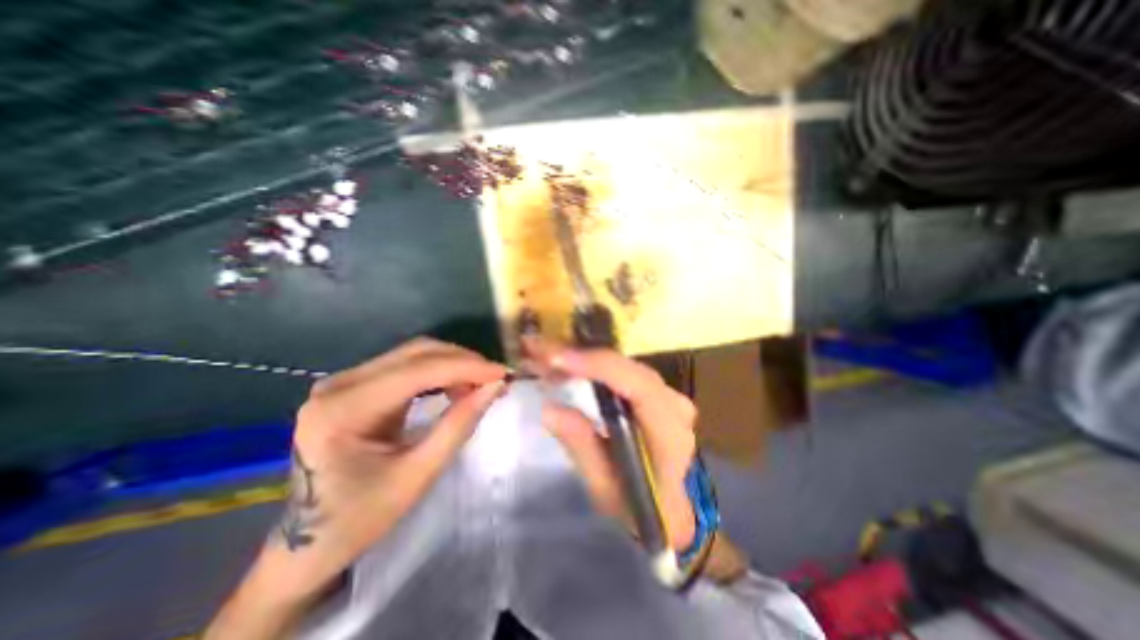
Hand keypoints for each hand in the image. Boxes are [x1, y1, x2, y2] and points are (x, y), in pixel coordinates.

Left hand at [206, 337, 506, 636]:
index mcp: (344, 410)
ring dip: (453, 364)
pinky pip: (405, 365)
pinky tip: (456, 386)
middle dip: (463, 361)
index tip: (503, 373)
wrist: (307, 542)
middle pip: (416, 353)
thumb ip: (459, 424)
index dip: (467, 367)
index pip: (418, 370)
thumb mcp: (418, 474)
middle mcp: (338, 384)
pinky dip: (438, 372)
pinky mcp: (353, 385)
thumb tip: (495, 386)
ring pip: (413, 354)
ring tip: (480, 384)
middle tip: (495, 378)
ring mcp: (342, 381)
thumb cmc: (361, 518)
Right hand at [528, 338, 705, 551]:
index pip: (637, 385)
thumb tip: (550, 408)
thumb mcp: (604, 487)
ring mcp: (669, 394)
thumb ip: (581, 446)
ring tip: (547, 357)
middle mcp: (674, 404)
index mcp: (668, 432)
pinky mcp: (657, 392)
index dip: (597, 366)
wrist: (674, 509)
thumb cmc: (640, 507)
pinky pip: (622, 371)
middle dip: (580, 356)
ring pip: (622, 364)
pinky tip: (569, 366)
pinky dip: (594, 366)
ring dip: (584, 358)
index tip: (557, 359)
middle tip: (539, 351)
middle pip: (626, 367)